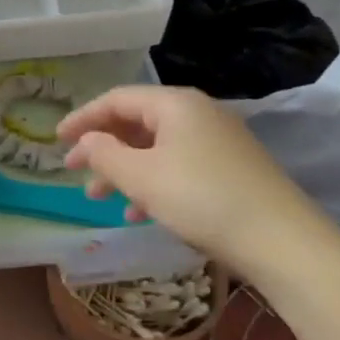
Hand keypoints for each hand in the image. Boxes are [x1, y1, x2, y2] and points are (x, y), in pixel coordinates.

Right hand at [58, 85, 327, 279]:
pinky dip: (152, 183)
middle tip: (76, 172)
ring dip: (124, 170)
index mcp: (175, 104)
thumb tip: (86, 141)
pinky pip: (178, 166)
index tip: (57, 141)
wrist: (282, 240)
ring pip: (156, 148)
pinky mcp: (230, 169)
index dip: (83, 118)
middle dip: (102, 148)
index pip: (116, 99)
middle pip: (136, 123)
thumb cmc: (201, 199)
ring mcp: (217, 142)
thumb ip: (104, 154)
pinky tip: (139, 213)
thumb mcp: (141, 176)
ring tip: (101, 198)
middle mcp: (197, 114)